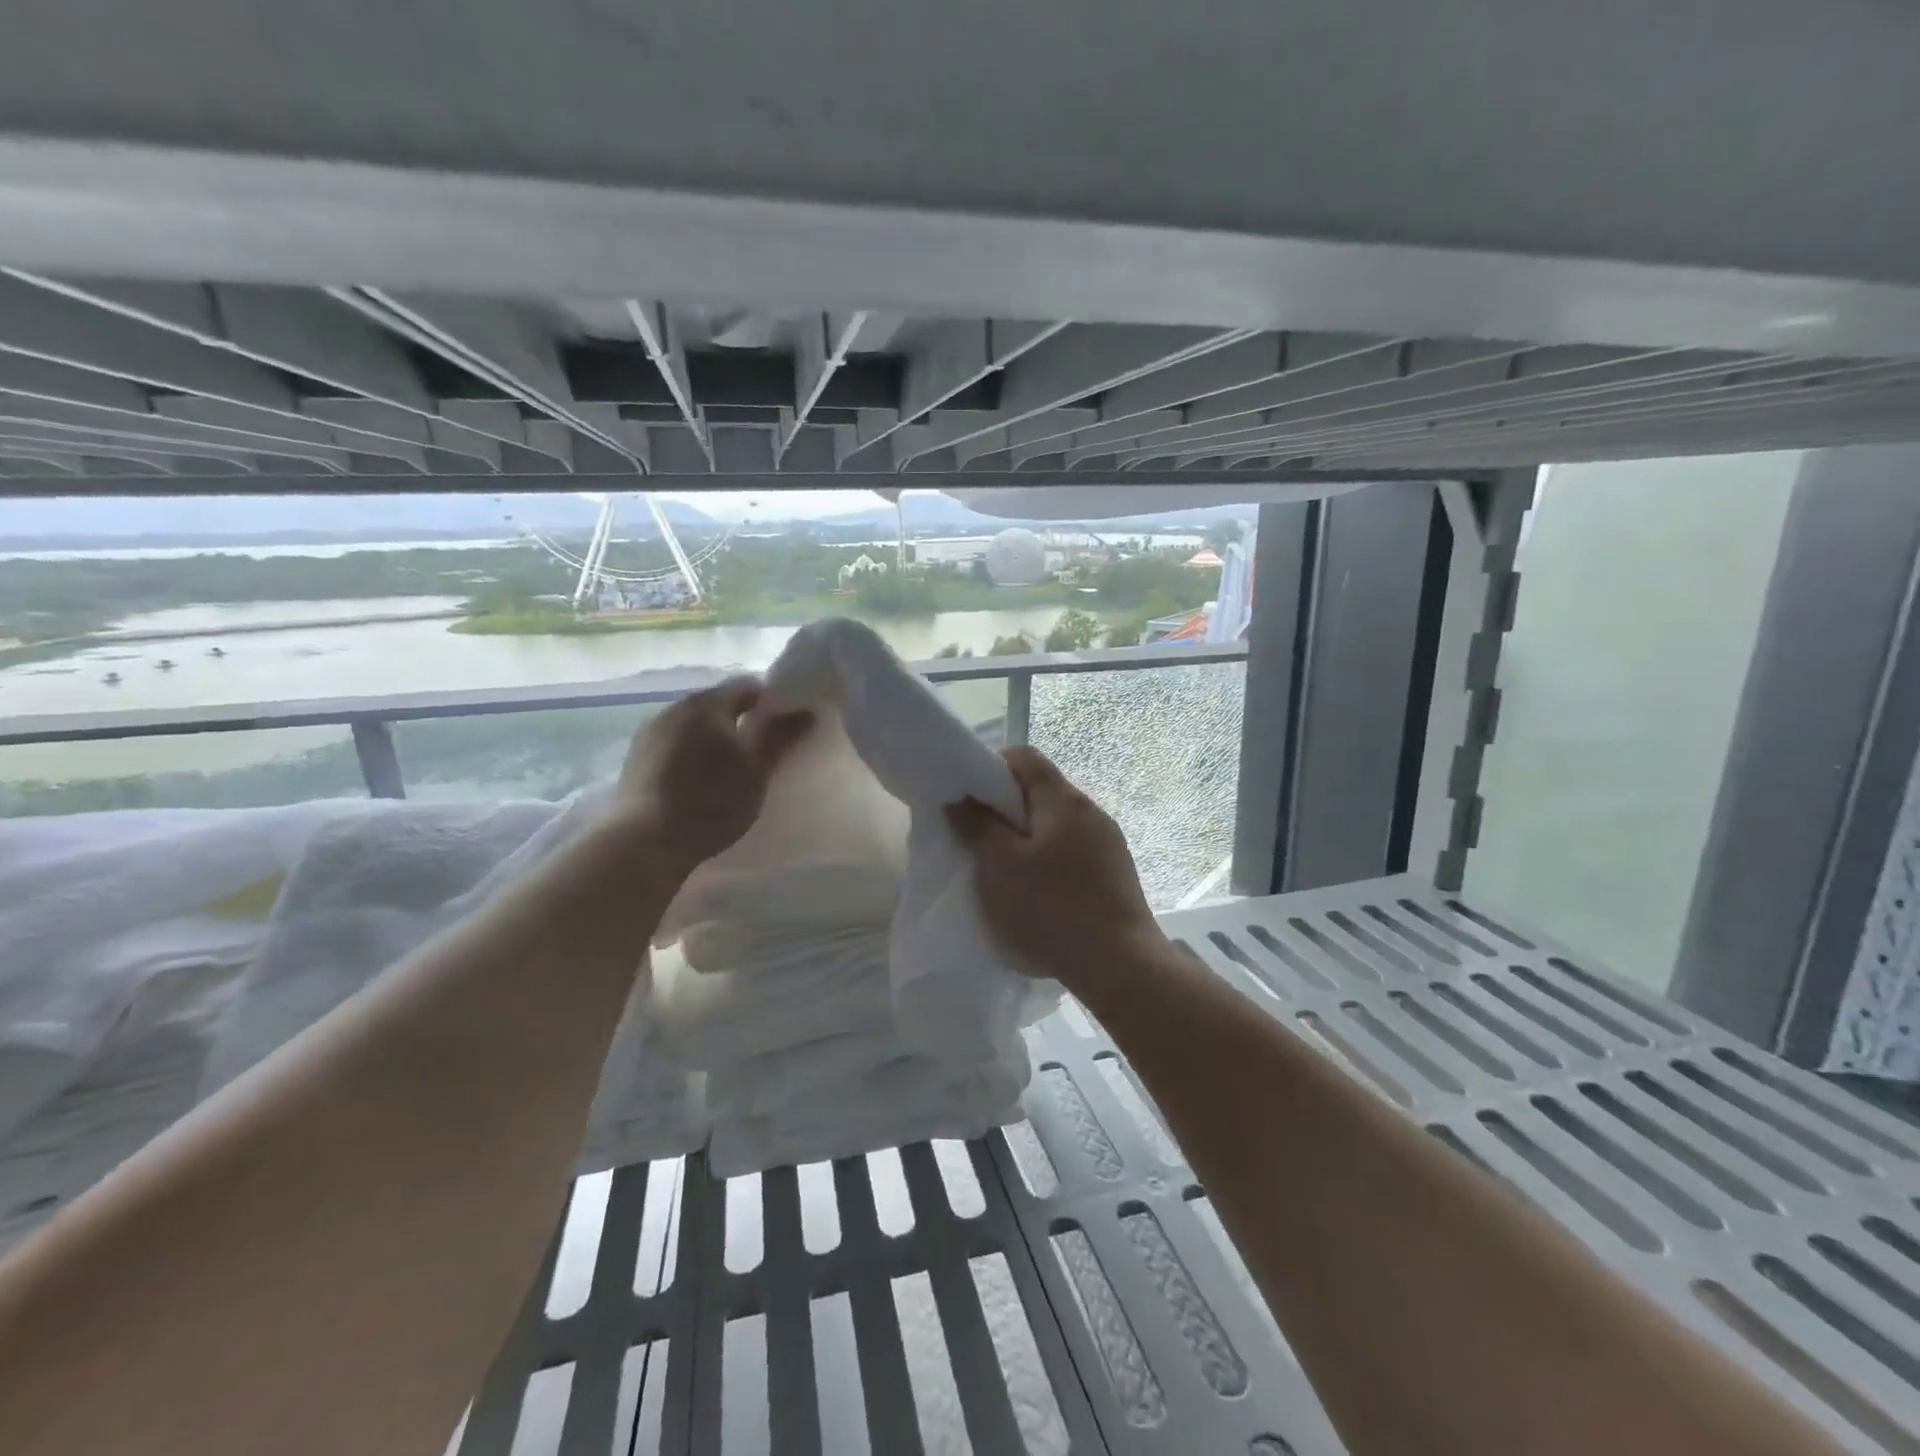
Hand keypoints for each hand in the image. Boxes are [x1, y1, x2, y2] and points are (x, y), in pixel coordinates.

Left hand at [616, 676, 811, 872]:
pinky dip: (688, 755)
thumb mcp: (757, 770)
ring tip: (727, 771)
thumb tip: (806, 710)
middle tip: (759, 753)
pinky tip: (696, 783)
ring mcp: (649, 733)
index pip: (747, 685)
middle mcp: (674, 707)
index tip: (783, 728)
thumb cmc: (711, 800)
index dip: (770, 701)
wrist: (644, 841)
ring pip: (692, 725)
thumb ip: (780, 736)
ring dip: (711, 739)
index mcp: (707, 703)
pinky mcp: (634, 759)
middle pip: (717, 704)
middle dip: (739, 721)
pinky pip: (672, 745)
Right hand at [945, 745, 1159, 984]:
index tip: (968, 796)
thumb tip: (961, 797)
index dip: (991, 766)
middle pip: (1041, 790)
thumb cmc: (1051, 908)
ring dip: (1028, 837)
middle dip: (1006, 808)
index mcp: (1063, 800)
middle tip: (978, 837)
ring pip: (1057, 824)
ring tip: (1006, 870)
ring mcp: (1109, 842)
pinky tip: (1039, 893)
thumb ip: (977, 826)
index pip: (1024, 757)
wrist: (1120, 965)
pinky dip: (1049, 859)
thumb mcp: (1000, 866)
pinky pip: (1073, 851)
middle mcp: (1090, 811)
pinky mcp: (1116, 872)